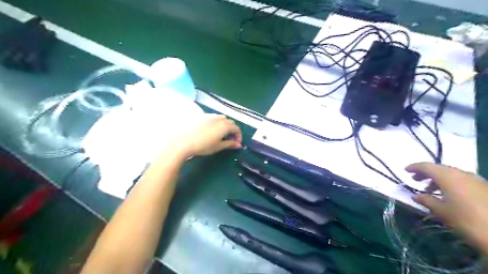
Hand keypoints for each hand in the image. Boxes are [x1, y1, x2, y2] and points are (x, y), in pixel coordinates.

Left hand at [178, 114, 241, 157]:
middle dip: (233, 130)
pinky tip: (212, 130)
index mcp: (226, 126)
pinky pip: (214, 117)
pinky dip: (218, 122)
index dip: (239, 136)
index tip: (236, 143)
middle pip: (231, 122)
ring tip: (222, 134)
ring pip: (223, 118)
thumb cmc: (204, 146)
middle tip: (230, 140)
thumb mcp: (219, 146)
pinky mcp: (203, 116)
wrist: (186, 141)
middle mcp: (220, 119)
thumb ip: (230, 144)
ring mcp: (211, 116)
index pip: (237, 129)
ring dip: (226, 125)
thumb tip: (239, 145)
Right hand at [409, 163, 487, 254]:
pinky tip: (448, 195)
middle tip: (415, 180)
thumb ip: (426, 200)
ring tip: (430, 190)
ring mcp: (476, 180)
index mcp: (448, 176)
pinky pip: (462, 181)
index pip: (426, 166)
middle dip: (426, 173)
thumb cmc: (467, 220)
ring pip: (452, 174)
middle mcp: (462, 174)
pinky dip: (451, 184)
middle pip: (440, 168)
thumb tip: (415, 195)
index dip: (414, 167)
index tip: (405, 171)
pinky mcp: (485, 188)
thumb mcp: (442, 211)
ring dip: (438, 179)